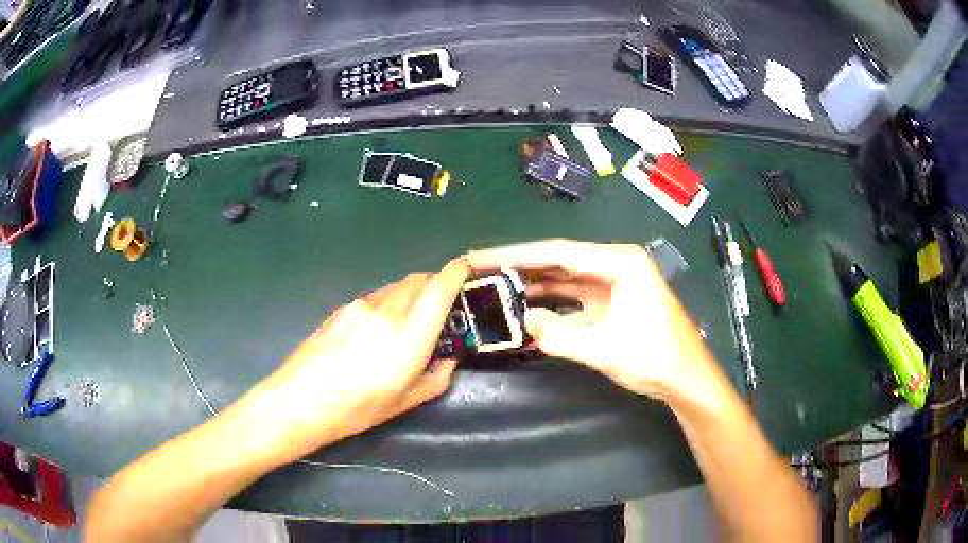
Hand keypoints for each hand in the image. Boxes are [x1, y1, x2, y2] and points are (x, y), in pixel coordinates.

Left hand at [258, 258, 469, 460]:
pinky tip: (377, 329)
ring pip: (396, 286)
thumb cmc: (358, 408)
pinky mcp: (343, 307)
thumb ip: (438, 375)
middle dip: (436, 283)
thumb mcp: (407, 401)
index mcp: (409, 338)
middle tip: (442, 304)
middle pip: (418, 279)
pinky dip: (388, 302)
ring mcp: (361, 306)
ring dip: (411, 294)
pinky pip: (376, 296)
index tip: (467, 268)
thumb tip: (450, 357)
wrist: (302, 399)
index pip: (439, 289)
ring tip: (407, 321)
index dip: (457, 272)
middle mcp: (387, 312)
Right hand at [467, 240, 717, 402]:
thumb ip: (560, 334)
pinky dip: (551, 305)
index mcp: (619, 262)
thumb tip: (525, 320)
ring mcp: (614, 284)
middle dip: (520, 266)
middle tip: (480, 268)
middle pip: (559, 261)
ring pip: (564, 279)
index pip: (558, 253)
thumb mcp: (604, 348)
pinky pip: (574, 298)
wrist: (686, 379)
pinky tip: (527, 309)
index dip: (515, 255)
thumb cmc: (655, 358)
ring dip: (533, 284)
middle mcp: (615, 265)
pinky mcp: (612, 303)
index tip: (480, 256)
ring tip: (495, 285)